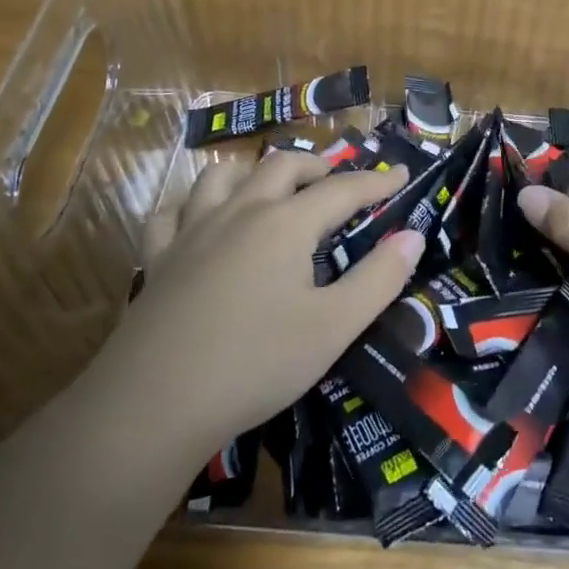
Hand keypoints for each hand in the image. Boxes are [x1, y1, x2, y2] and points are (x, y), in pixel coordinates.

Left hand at [97, 152, 423, 458]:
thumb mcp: (333, 327)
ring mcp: (193, 230)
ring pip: (222, 175)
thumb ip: (378, 278)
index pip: (341, 189)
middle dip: (316, 166)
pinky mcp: (159, 257)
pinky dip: (191, 203)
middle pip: (282, 166)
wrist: (155, 402)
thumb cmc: (256, 363)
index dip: (375, 181)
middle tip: (338, 181)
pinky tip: (198, 217)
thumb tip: (413, 236)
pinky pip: (172, 212)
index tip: (401, 175)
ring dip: (253, 171)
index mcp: (286, 224)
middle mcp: (240, 211)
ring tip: (270, 186)